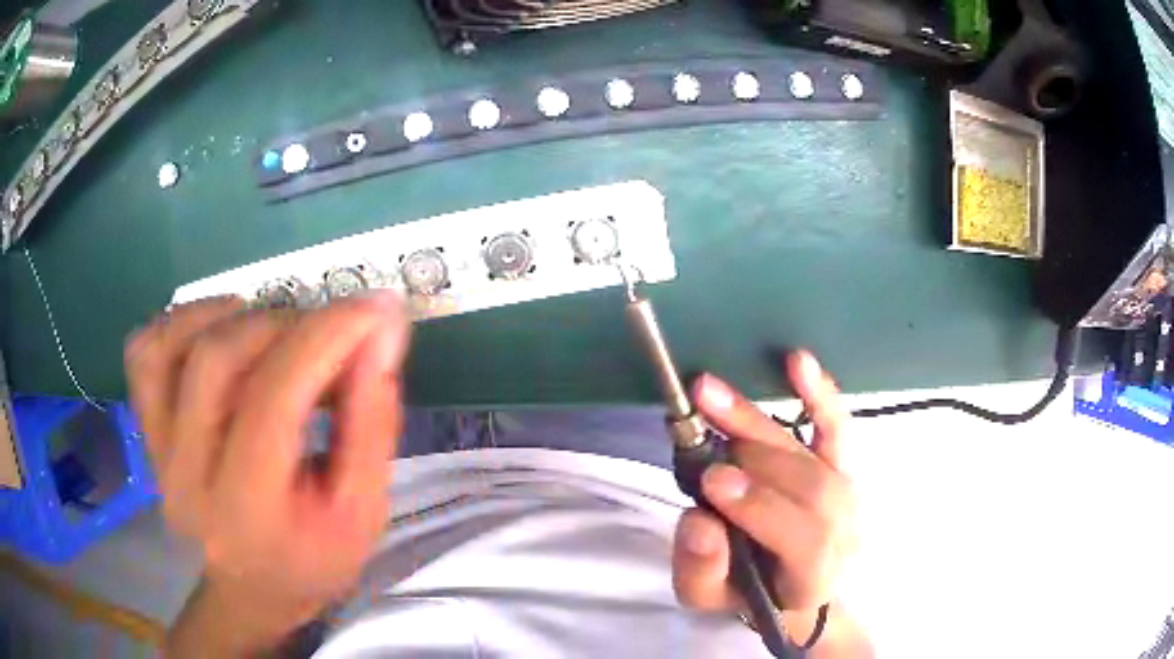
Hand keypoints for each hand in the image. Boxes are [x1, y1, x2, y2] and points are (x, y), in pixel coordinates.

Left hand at [124, 293, 411, 646]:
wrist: (255, 587)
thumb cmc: (315, 557)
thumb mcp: (365, 509)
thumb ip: (372, 420)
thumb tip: (381, 328)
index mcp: (249, 511)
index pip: (273, 399)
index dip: (324, 337)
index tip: (373, 307)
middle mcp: (187, 478)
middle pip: (217, 359)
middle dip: (284, 325)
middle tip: (327, 334)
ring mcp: (156, 452)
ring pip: (171, 343)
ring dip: (231, 316)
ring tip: (274, 332)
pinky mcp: (145, 433)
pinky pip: (144, 351)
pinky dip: (180, 322)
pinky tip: (219, 334)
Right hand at [672, 351, 856, 639]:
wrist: (794, 585)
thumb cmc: (749, 594)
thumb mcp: (709, 600)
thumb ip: (701, 570)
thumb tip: (699, 522)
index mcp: (815, 576)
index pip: (805, 540)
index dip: (762, 508)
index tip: (713, 481)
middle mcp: (845, 531)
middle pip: (811, 486)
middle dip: (753, 455)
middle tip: (700, 425)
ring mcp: (849, 493)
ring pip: (814, 453)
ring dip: (759, 420)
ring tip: (711, 393)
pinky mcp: (843, 465)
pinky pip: (836, 427)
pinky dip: (819, 394)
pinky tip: (797, 361)